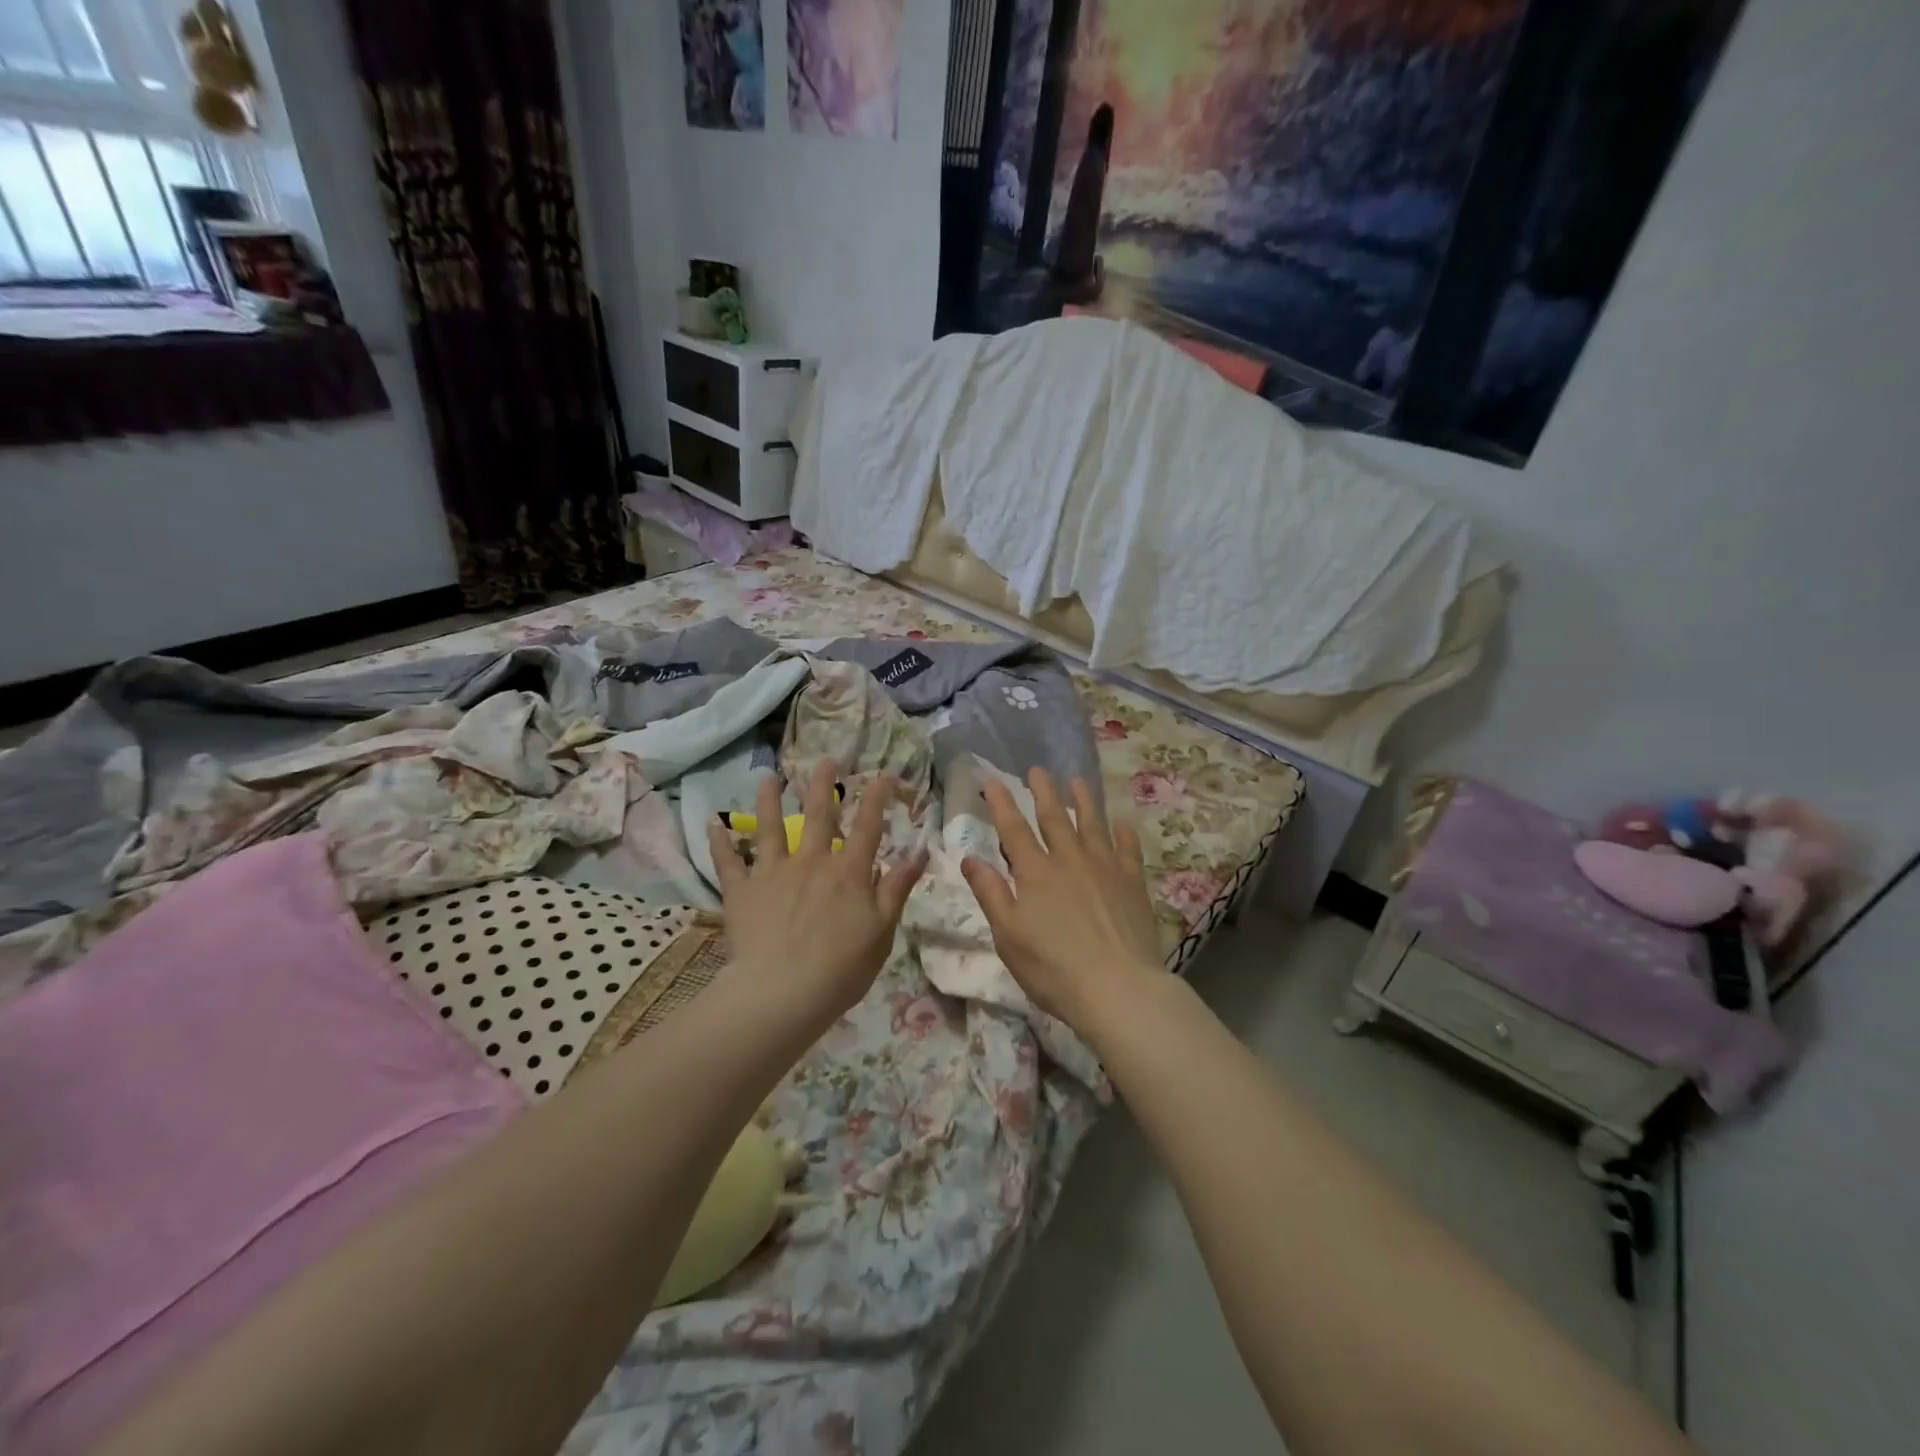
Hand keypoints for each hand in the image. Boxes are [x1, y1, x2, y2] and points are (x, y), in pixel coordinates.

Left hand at [706, 758, 926, 1023]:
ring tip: (768, 778)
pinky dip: (720, 843)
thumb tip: (919, 851)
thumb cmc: (842, 967)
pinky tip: (713, 823)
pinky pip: (728, 863)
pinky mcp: (742, 891)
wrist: (783, 992)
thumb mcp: (882, 929)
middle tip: (824, 759)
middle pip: (819, 815)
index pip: (868, 826)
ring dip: (769, 800)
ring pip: (770, 828)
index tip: (883, 773)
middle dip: (822, 784)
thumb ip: (897, 887)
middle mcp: (811, 862)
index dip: (877, 797)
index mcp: (848, 872)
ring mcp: (773, 873)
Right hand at [961, 768, 1163, 1030]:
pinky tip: (1122, 822)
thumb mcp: (1008, 936)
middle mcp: (1069, 860)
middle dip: (1043, 792)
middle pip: (1054, 818)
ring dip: (1083, 801)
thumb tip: (969, 858)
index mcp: (1035, 873)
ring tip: (1077, 780)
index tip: (993, 781)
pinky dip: (1124, 833)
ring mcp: (1105, 868)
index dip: (1002, 803)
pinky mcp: (1133, 882)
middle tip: (1037, 769)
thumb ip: (990, 893)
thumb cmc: (1053, 968)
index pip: (1014, 829)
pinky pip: (1128, 849)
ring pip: (1092, 824)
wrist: (1117, 988)